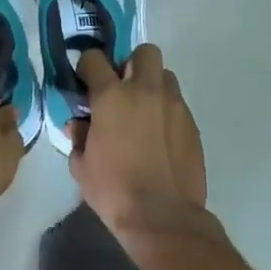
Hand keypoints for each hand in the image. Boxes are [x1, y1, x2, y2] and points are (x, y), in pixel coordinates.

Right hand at [68, 44, 225, 255]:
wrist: (162, 217)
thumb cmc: (114, 190)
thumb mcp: (82, 166)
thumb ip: (78, 137)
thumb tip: (79, 125)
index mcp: (112, 96)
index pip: (95, 59)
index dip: (87, 66)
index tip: (85, 81)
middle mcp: (145, 91)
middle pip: (144, 52)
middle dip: (131, 64)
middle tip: (122, 90)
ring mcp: (173, 105)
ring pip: (165, 75)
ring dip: (152, 86)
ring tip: (143, 112)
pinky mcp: (192, 123)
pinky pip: (177, 103)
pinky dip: (166, 111)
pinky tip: (159, 136)